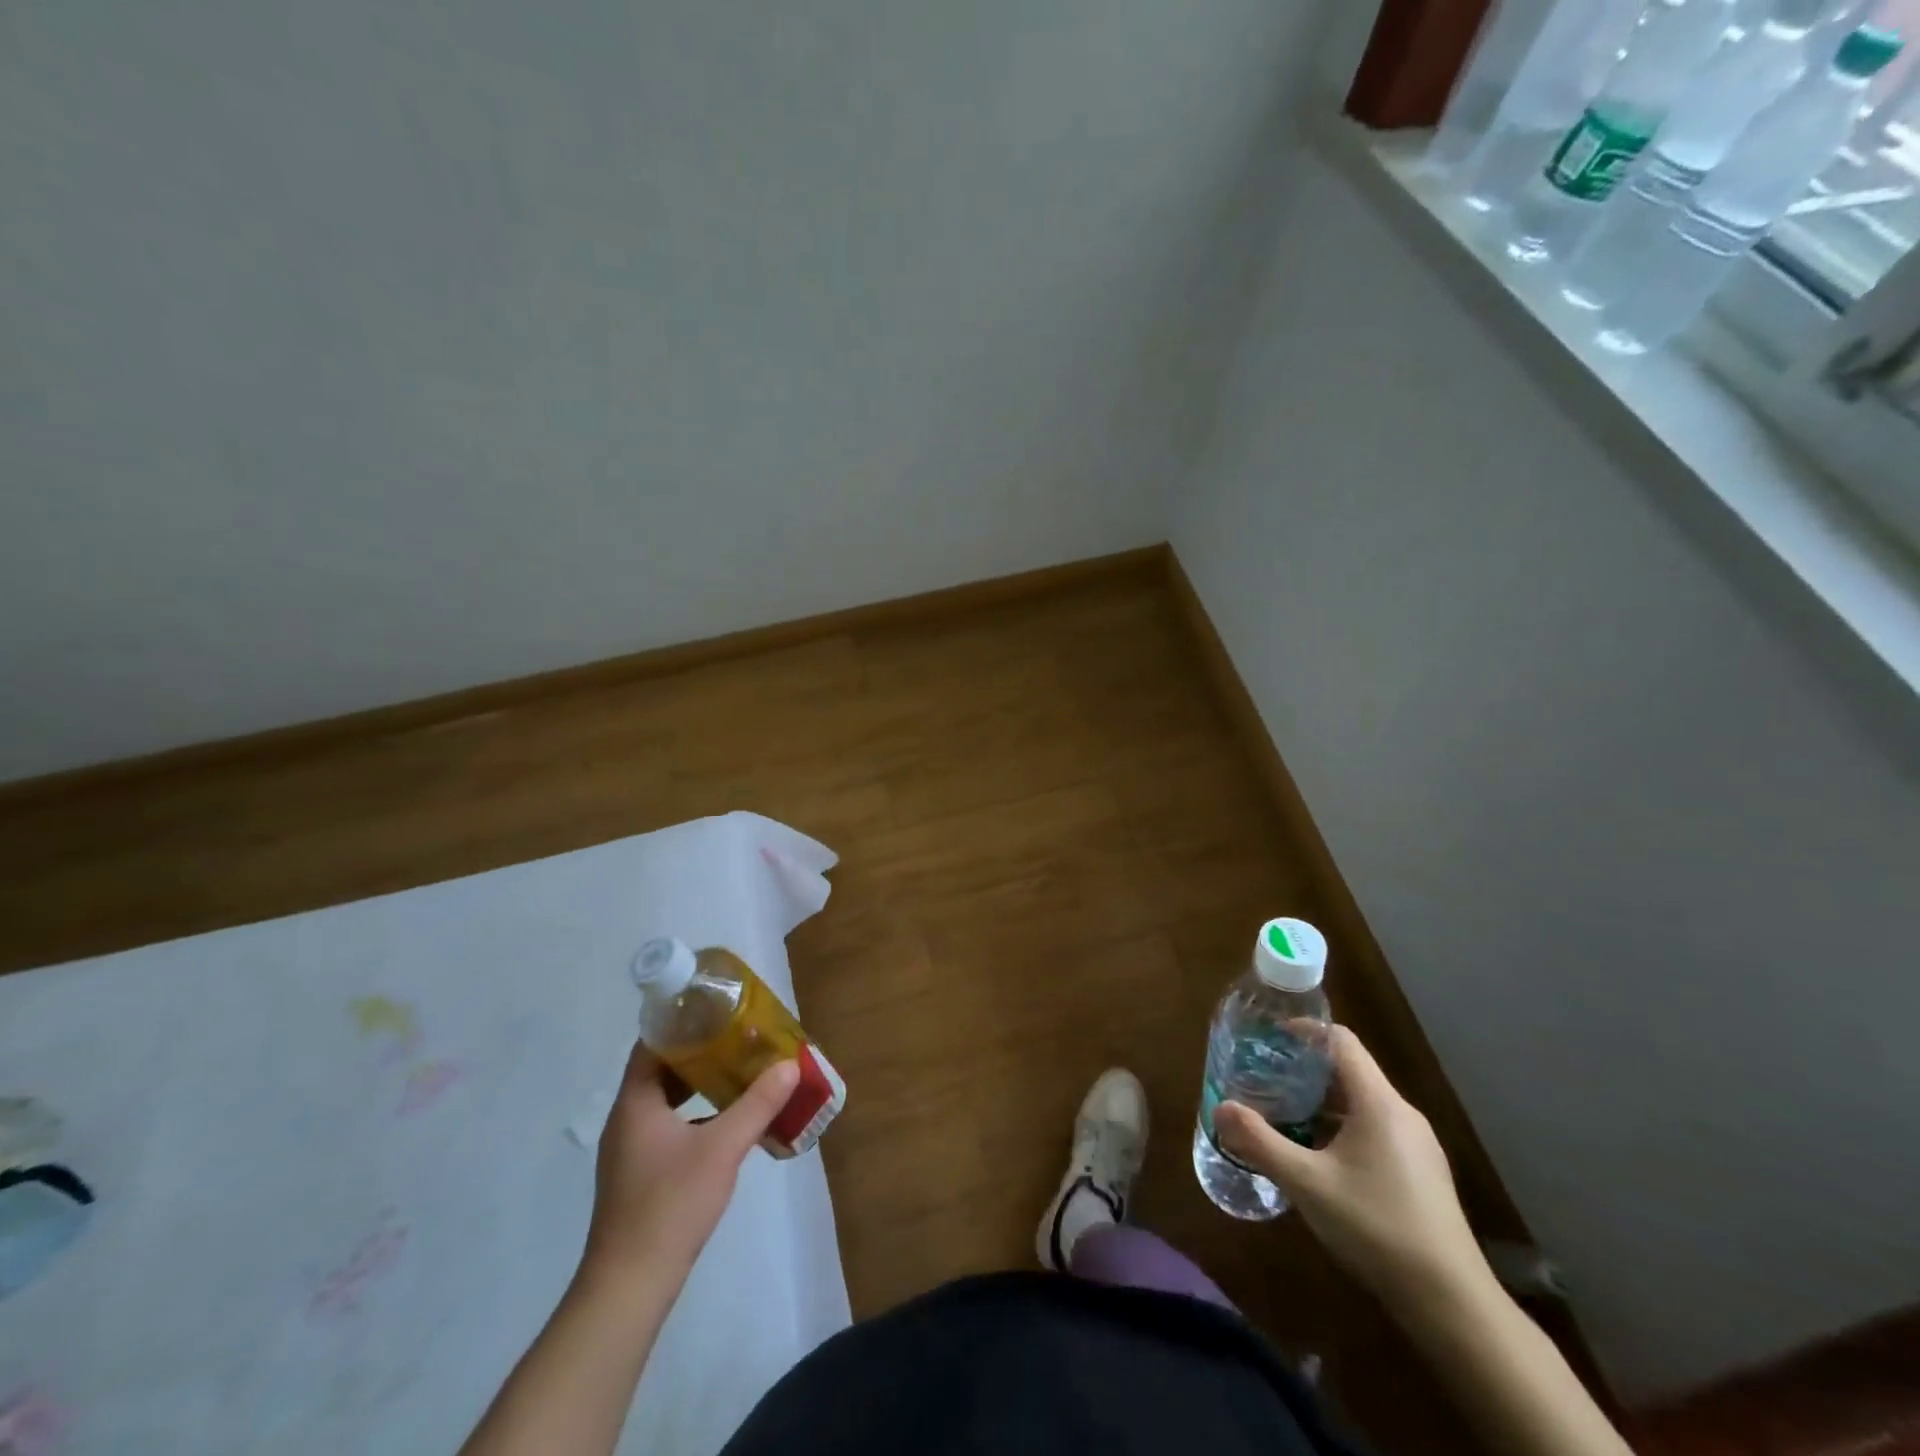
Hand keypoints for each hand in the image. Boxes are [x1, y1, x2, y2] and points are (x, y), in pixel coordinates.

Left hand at [581, 1043, 798, 1285]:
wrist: (629, 1287)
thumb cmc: (670, 1205)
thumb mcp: (722, 1148)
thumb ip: (757, 1104)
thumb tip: (789, 1064)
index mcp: (635, 1103)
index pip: (652, 1044)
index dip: (682, 1023)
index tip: (719, 1011)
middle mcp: (627, 1119)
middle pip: (661, 1069)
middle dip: (700, 1052)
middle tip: (739, 1038)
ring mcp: (630, 1150)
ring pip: (666, 1101)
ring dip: (699, 1085)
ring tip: (739, 1072)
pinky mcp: (640, 1175)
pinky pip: (669, 1127)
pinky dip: (695, 1115)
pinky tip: (727, 1121)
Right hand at [1215, 1025, 1488, 1314]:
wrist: (1452, 1304)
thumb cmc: (1376, 1227)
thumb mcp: (1307, 1183)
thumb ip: (1260, 1142)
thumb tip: (1220, 1108)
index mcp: (1378, 1103)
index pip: (1341, 1041)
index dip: (1305, 1030)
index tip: (1269, 1036)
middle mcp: (1402, 1114)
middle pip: (1350, 1071)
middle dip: (1305, 1070)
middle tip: (1265, 1077)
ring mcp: (1417, 1147)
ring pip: (1362, 1104)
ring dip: (1321, 1103)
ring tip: (1283, 1114)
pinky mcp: (1422, 1175)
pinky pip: (1375, 1131)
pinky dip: (1341, 1129)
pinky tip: (1318, 1158)